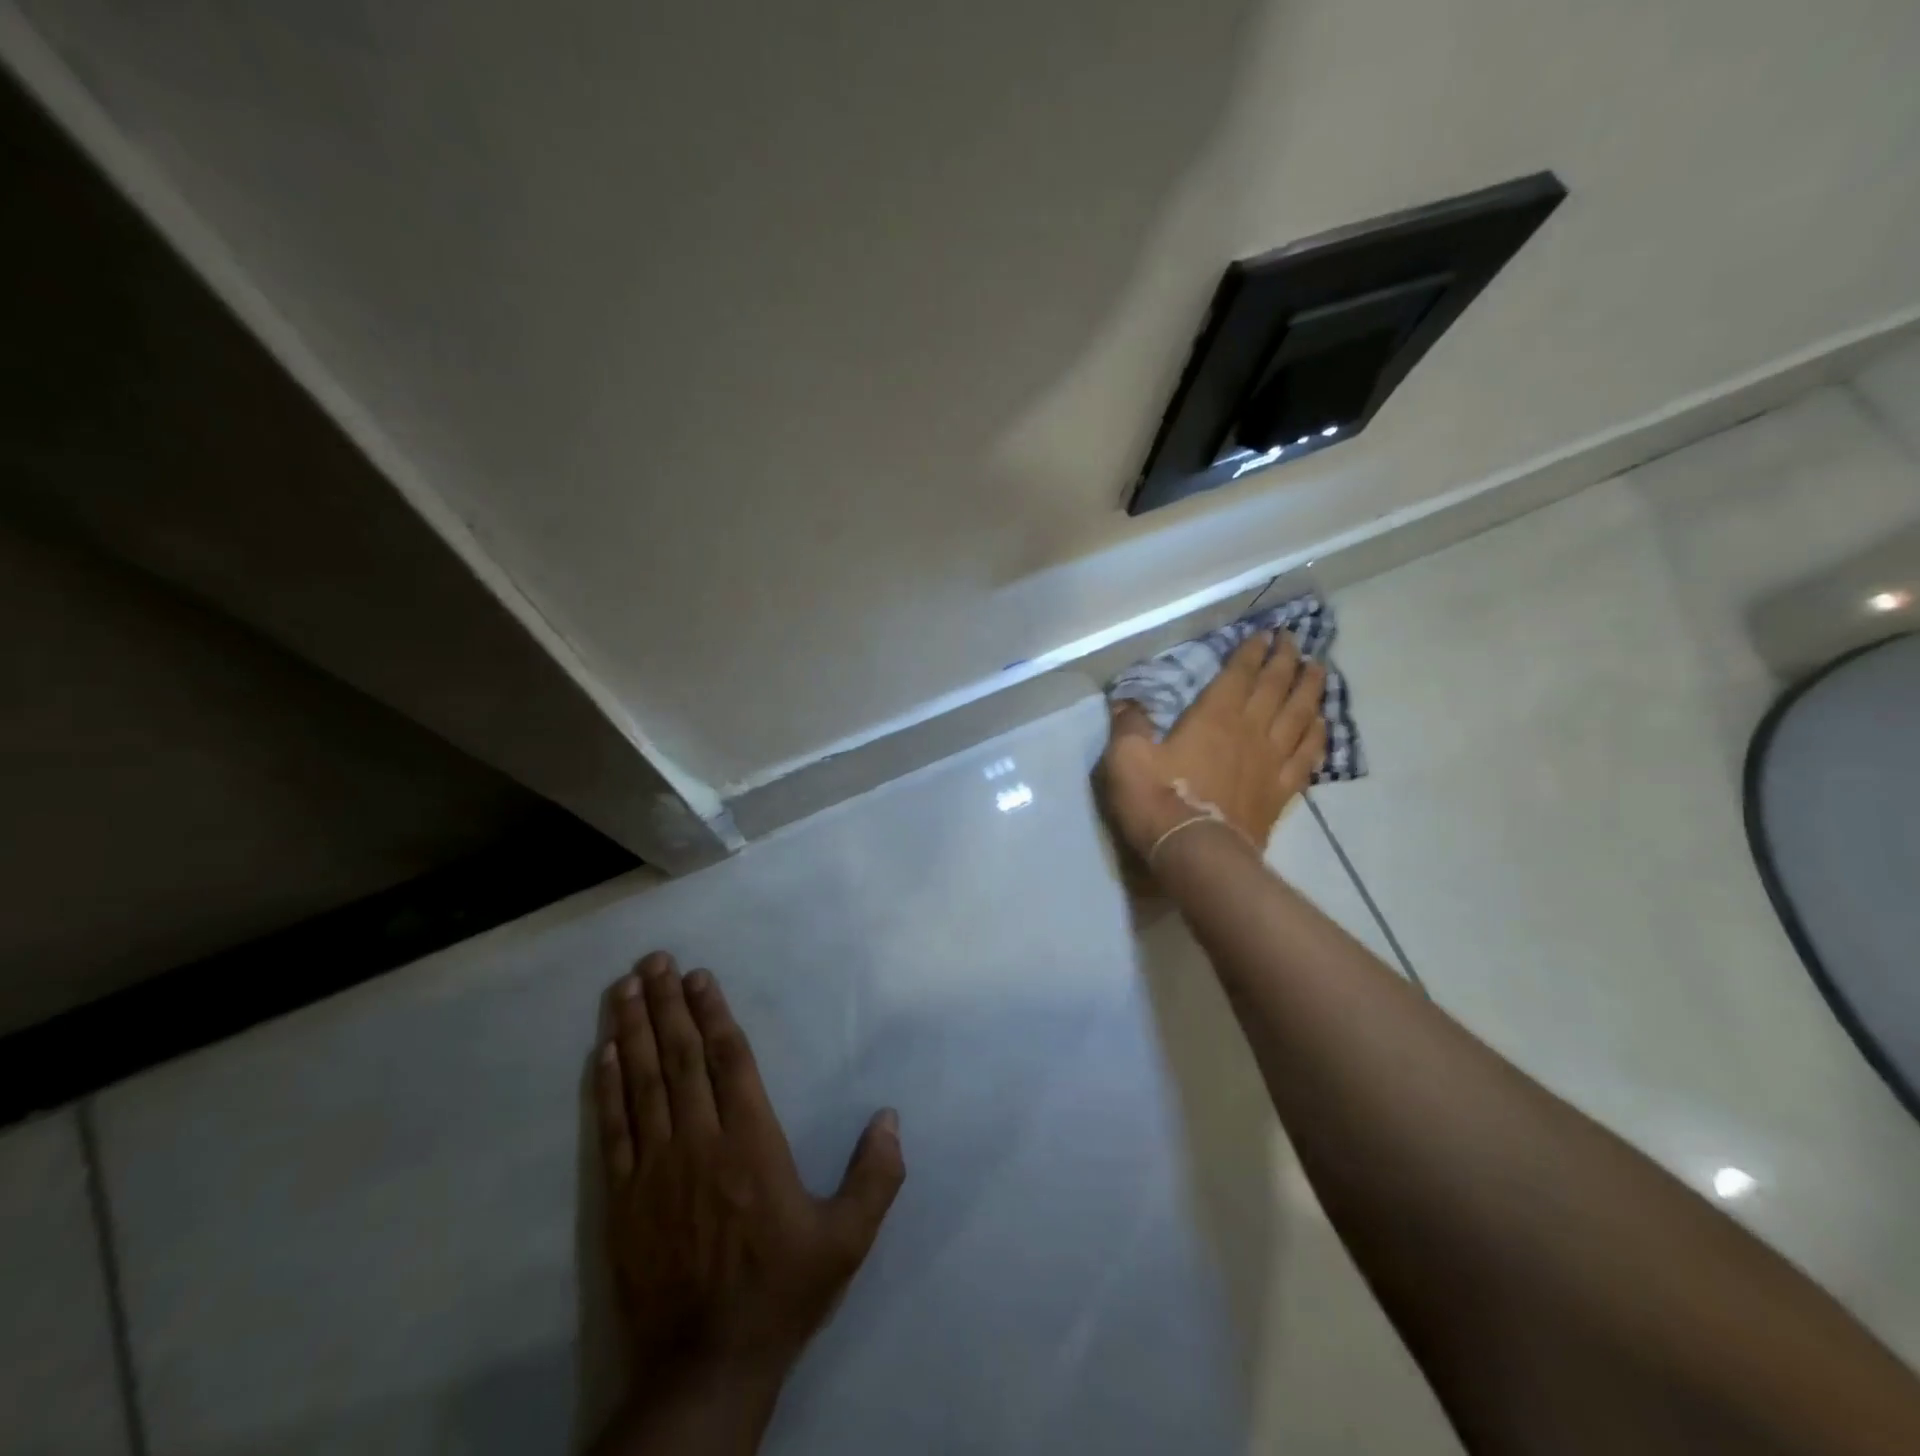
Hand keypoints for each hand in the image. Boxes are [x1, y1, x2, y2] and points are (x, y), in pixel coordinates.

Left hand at [594, 952, 904, 1402]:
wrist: (705, 1368)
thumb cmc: (780, 1292)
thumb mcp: (846, 1240)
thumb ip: (875, 1176)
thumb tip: (891, 1118)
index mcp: (752, 1143)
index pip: (729, 1060)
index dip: (714, 1013)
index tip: (699, 976)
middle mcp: (700, 1142)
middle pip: (682, 1058)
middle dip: (668, 1004)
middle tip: (655, 960)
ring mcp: (655, 1170)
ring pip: (642, 1084)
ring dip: (633, 1032)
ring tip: (625, 988)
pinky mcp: (622, 1201)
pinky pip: (613, 1131)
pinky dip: (607, 1088)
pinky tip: (602, 1055)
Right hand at [1097, 630, 1326, 862]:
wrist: (1196, 853)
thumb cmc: (1157, 801)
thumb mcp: (1126, 758)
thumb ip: (1128, 726)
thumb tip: (1125, 703)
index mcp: (1213, 716)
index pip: (1239, 674)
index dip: (1252, 652)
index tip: (1264, 634)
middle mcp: (1249, 730)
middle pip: (1275, 687)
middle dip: (1285, 660)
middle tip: (1294, 640)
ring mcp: (1270, 761)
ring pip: (1299, 715)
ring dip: (1310, 689)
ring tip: (1318, 669)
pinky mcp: (1280, 791)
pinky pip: (1307, 756)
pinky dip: (1317, 736)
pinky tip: (1322, 725)